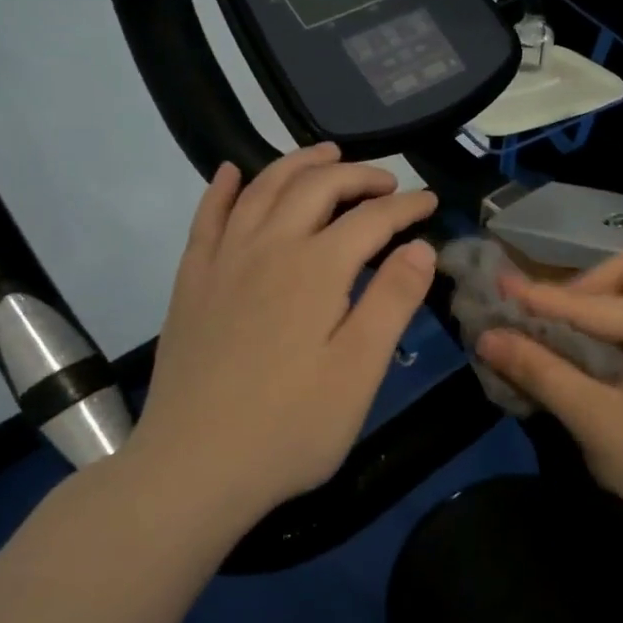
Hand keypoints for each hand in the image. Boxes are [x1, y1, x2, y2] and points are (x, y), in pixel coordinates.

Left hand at [129, 143, 437, 522]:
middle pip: (316, 188)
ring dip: (298, 164)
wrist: (193, 467)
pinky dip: (223, 188)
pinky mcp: (191, 283)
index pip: (371, 219)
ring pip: (263, 190)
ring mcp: (223, 262)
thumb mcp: (359, 371)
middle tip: (388, 182)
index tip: (431, 201)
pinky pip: (207, 218)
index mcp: (316, 270)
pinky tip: (232, 173)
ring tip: (326, 155)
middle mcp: (268, 248)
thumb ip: (392, 301)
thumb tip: (421, 246)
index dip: (406, 206)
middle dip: (358, 175)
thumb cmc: (291, 427)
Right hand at [475, 247, 622, 530]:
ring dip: (606, 302)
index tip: (501, 287)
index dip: (542, 296)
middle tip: (556, 320)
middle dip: (588, 286)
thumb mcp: (593, 419)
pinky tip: (603, 353)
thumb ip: (540, 371)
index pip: (594, 303)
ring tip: (574, 334)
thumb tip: (488, 338)